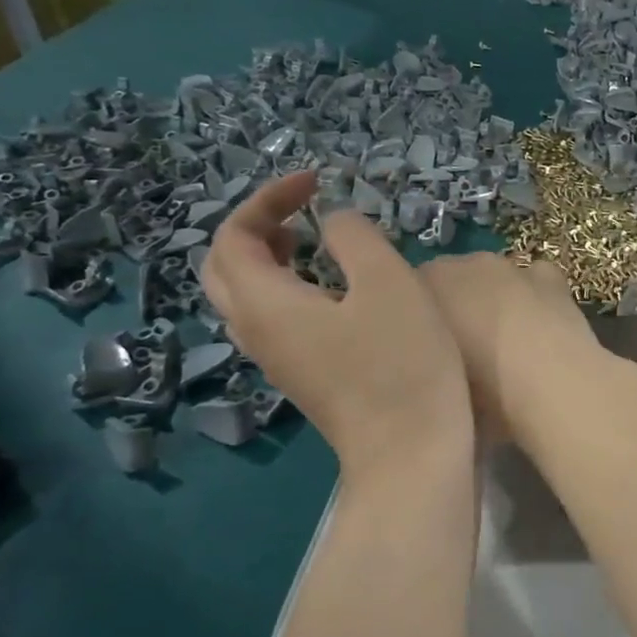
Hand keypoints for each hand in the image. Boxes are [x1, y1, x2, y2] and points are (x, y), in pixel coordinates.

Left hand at [204, 171, 472, 474]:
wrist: (411, 454)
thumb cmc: (403, 363)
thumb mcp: (387, 283)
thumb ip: (353, 237)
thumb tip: (334, 222)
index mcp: (266, 304)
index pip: (235, 236)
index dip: (268, 198)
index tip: (317, 183)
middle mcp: (258, 332)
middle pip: (224, 268)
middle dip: (255, 227)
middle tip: (301, 209)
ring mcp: (278, 360)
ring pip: (245, 296)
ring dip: (268, 257)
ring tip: (312, 238)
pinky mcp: (303, 376)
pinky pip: (272, 318)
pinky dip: (286, 286)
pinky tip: (332, 286)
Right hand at [415, 252, 605, 445]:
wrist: (550, 387)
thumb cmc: (480, 391)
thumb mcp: (436, 382)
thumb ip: (425, 358)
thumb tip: (428, 358)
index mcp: (427, 284)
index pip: (409, 291)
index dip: (416, 319)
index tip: (421, 347)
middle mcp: (465, 264)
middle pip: (452, 279)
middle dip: (454, 305)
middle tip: (460, 348)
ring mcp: (511, 266)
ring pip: (493, 278)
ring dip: (493, 299)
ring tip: (502, 341)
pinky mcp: (549, 276)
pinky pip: (533, 278)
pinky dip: (533, 293)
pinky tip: (538, 323)